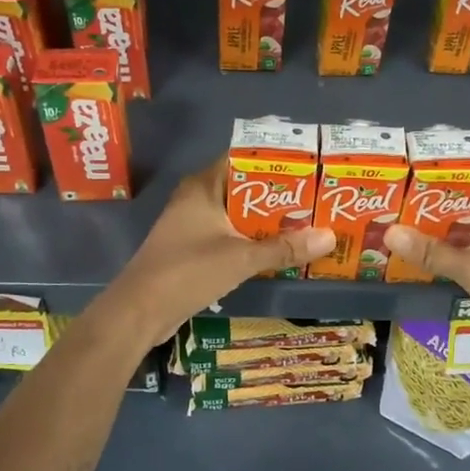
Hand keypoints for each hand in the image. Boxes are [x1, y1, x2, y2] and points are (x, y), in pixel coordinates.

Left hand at [98, 158, 334, 345]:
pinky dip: (252, 241)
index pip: (243, 159)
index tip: (311, 167)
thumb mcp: (241, 258)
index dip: (276, 162)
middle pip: (245, 189)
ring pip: (238, 215)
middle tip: (318, 199)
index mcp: (203, 186)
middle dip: (279, 196)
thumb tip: (330, 236)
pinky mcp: (192, 249)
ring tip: (307, 224)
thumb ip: (284, 248)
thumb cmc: (187, 271)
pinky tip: (279, 251)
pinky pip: (230, 236)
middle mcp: (197, 199)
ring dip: (267, 222)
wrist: (139, 311)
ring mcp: (192, 225)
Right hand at [383, 172, 469, 349]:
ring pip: (464, 220)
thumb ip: (430, 251)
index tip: (407, 167)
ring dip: (437, 223)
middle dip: (430, 197)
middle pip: (463, 194)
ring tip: (397, 220)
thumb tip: (389, 233)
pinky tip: (420, 250)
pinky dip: (449, 243)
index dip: (440, 165)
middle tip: (392, 197)